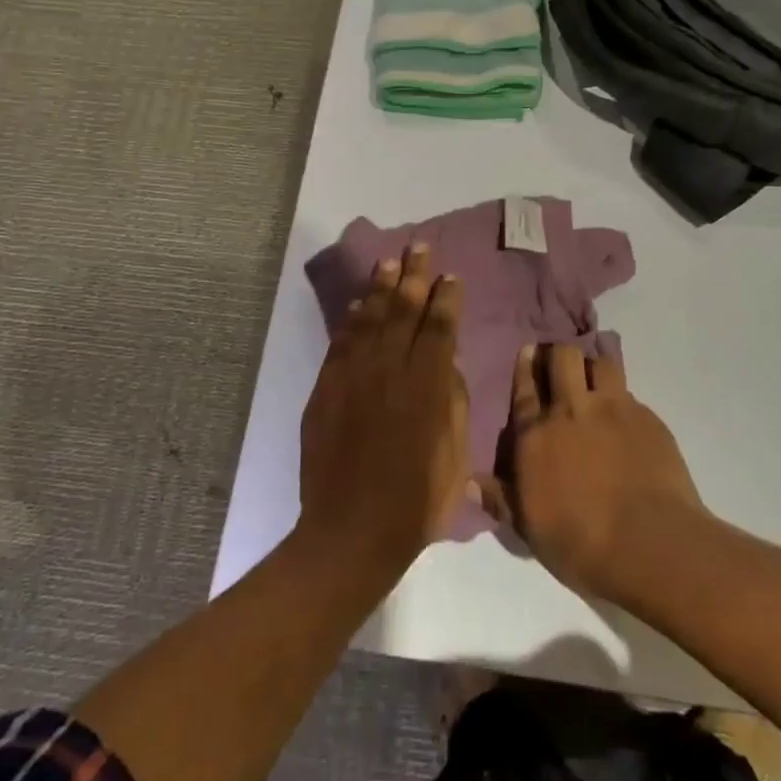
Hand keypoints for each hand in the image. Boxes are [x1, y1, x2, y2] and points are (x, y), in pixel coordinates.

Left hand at [298, 244, 469, 576]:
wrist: (351, 531)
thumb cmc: (415, 502)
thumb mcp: (454, 456)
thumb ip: (452, 403)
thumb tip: (445, 366)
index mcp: (426, 387)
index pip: (438, 328)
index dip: (446, 298)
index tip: (451, 276)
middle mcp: (388, 371)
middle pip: (402, 311)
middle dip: (413, 276)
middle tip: (419, 248)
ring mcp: (352, 378)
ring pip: (369, 319)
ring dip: (380, 288)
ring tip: (389, 263)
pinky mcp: (326, 390)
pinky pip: (341, 343)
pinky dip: (351, 320)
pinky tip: (359, 305)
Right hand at [474, 344, 704, 607]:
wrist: (652, 545)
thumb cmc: (582, 544)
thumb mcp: (530, 529)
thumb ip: (501, 500)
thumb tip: (470, 482)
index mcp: (536, 435)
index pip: (525, 388)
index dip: (525, 366)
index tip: (527, 352)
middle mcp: (572, 411)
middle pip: (563, 357)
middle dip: (558, 354)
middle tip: (559, 365)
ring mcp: (613, 409)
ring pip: (600, 363)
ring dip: (593, 366)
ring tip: (593, 382)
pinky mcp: (647, 418)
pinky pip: (629, 393)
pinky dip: (622, 398)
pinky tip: (624, 419)